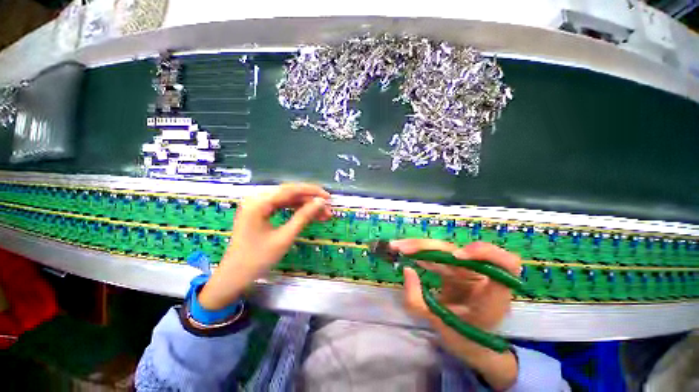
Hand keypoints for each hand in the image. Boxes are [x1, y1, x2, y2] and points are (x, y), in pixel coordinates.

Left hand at [198, 184, 331, 309]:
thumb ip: (303, 216)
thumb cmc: (257, 259)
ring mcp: (258, 205)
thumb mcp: (284, 237)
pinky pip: (282, 206)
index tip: (329, 198)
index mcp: (259, 203)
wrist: (234, 276)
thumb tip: (321, 202)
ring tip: (323, 215)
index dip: (312, 192)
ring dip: (306, 206)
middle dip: (311, 200)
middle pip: (290, 193)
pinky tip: (310, 216)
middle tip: (328, 209)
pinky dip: (296, 211)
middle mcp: (257, 199)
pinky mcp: (260, 212)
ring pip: (288, 200)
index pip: (291, 190)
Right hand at [390, 239, 521, 389]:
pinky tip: (406, 251)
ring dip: (420, 246)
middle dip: (428, 247)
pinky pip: (439, 255)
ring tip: (398, 246)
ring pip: (446, 249)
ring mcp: (469, 270)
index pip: (505, 263)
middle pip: (460, 250)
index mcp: (493, 294)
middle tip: (402, 248)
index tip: (456, 256)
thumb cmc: (464, 337)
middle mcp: (484, 276)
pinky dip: (421, 252)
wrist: (472, 342)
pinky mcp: (456, 268)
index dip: (485, 253)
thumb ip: (418, 301)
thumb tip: (407, 269)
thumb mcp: (440, 326)